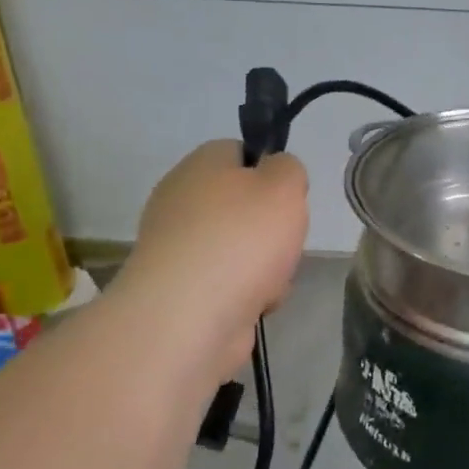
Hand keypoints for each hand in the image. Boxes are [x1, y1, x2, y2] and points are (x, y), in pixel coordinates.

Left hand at [118, 140, 308, 371]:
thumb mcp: (284, 185)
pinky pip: (229, 284)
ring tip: (272, 281)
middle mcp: (181, 202)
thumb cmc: (242, 238)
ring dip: (265, 265)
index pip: (239, 152)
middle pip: (243, 206)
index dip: (270, 170)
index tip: (289, 196)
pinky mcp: (181, 291)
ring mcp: (178, 249)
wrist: (190, 316)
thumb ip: (289, 169)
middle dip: (272, 227)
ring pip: (241, 248)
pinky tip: (256, 304)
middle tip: (285, 241)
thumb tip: (277, 175)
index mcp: (200, 166)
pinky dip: (248, 294)